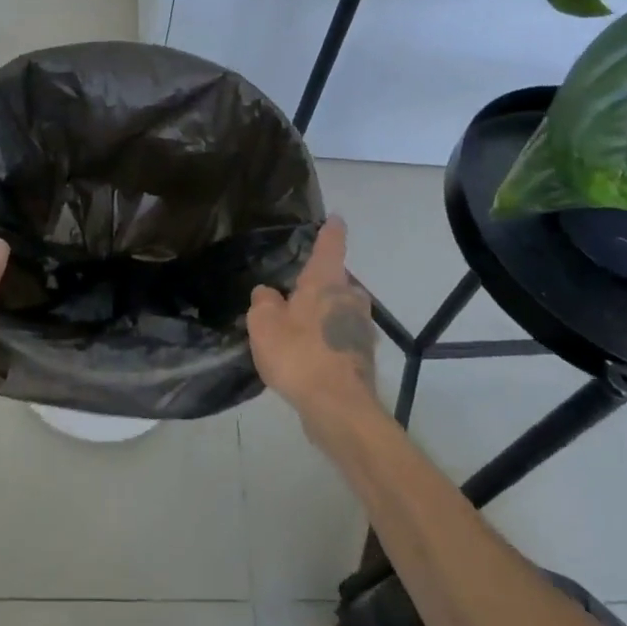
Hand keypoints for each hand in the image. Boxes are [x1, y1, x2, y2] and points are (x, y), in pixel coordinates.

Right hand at [247, 218, 383, 436]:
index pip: (330, 246)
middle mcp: (350, 298)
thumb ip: (263, 302)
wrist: (337, 407)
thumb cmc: (298, 355)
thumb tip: (268, 293)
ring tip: (299, 331)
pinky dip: (329, 342)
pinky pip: (342, 338)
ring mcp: (362, 328)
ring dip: (325, 316)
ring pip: (341, 311)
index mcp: (326, 282)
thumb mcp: (264, 324)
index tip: (335, 218)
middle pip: (337, 282)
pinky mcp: (363, 356)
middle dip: (321, 285)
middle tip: (296, 295)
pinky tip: (310, 358)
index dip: (331, 231)